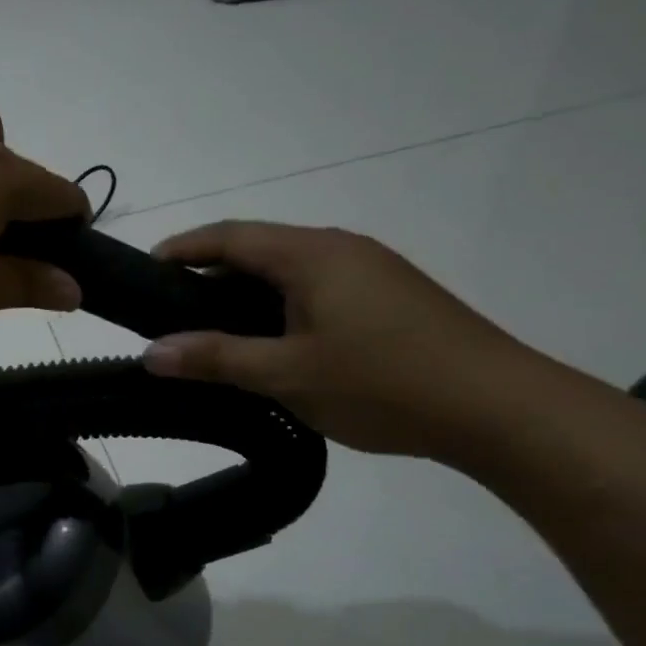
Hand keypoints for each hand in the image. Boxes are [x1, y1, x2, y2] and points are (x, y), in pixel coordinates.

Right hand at [143, 222, 540, 459]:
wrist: (498, 408)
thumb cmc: (382, 383)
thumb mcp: (287, 374)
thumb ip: (216, 359)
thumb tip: (151, 352)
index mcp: (313, 254)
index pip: (232, 236)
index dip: (185, 248)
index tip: (146, 268)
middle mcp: (342, 249)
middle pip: (261, 249)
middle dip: (212, 274)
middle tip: (174, 311)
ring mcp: (372, 272)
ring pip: (292, 272)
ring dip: (249, 294)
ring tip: (218, 332)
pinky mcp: (391, 298)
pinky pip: (319, 289)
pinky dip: (283, 307)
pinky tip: (278, 345)